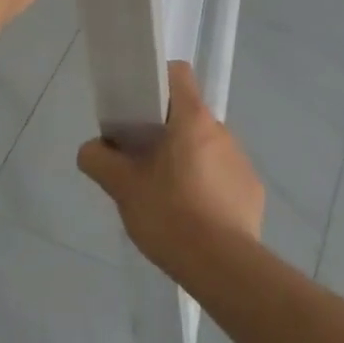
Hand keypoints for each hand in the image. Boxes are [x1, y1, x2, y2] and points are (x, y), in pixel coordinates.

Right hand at [77, 62, 264, 279]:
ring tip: (168, 195)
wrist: (223, 268)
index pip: (178, 74)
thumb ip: (100, 160)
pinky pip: (225, 176)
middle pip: (189, 115)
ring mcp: (241, 161)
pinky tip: (195, 218)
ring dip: (189, 160)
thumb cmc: (170, 214)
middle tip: (143, 160)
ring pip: (207, 146)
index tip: (139, 106)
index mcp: (192, 119)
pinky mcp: (252, 191)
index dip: (158, 81)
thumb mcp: (123, 187)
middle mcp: (221, 131)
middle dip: (167, 131)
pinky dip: (209, 187)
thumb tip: (91, 149)